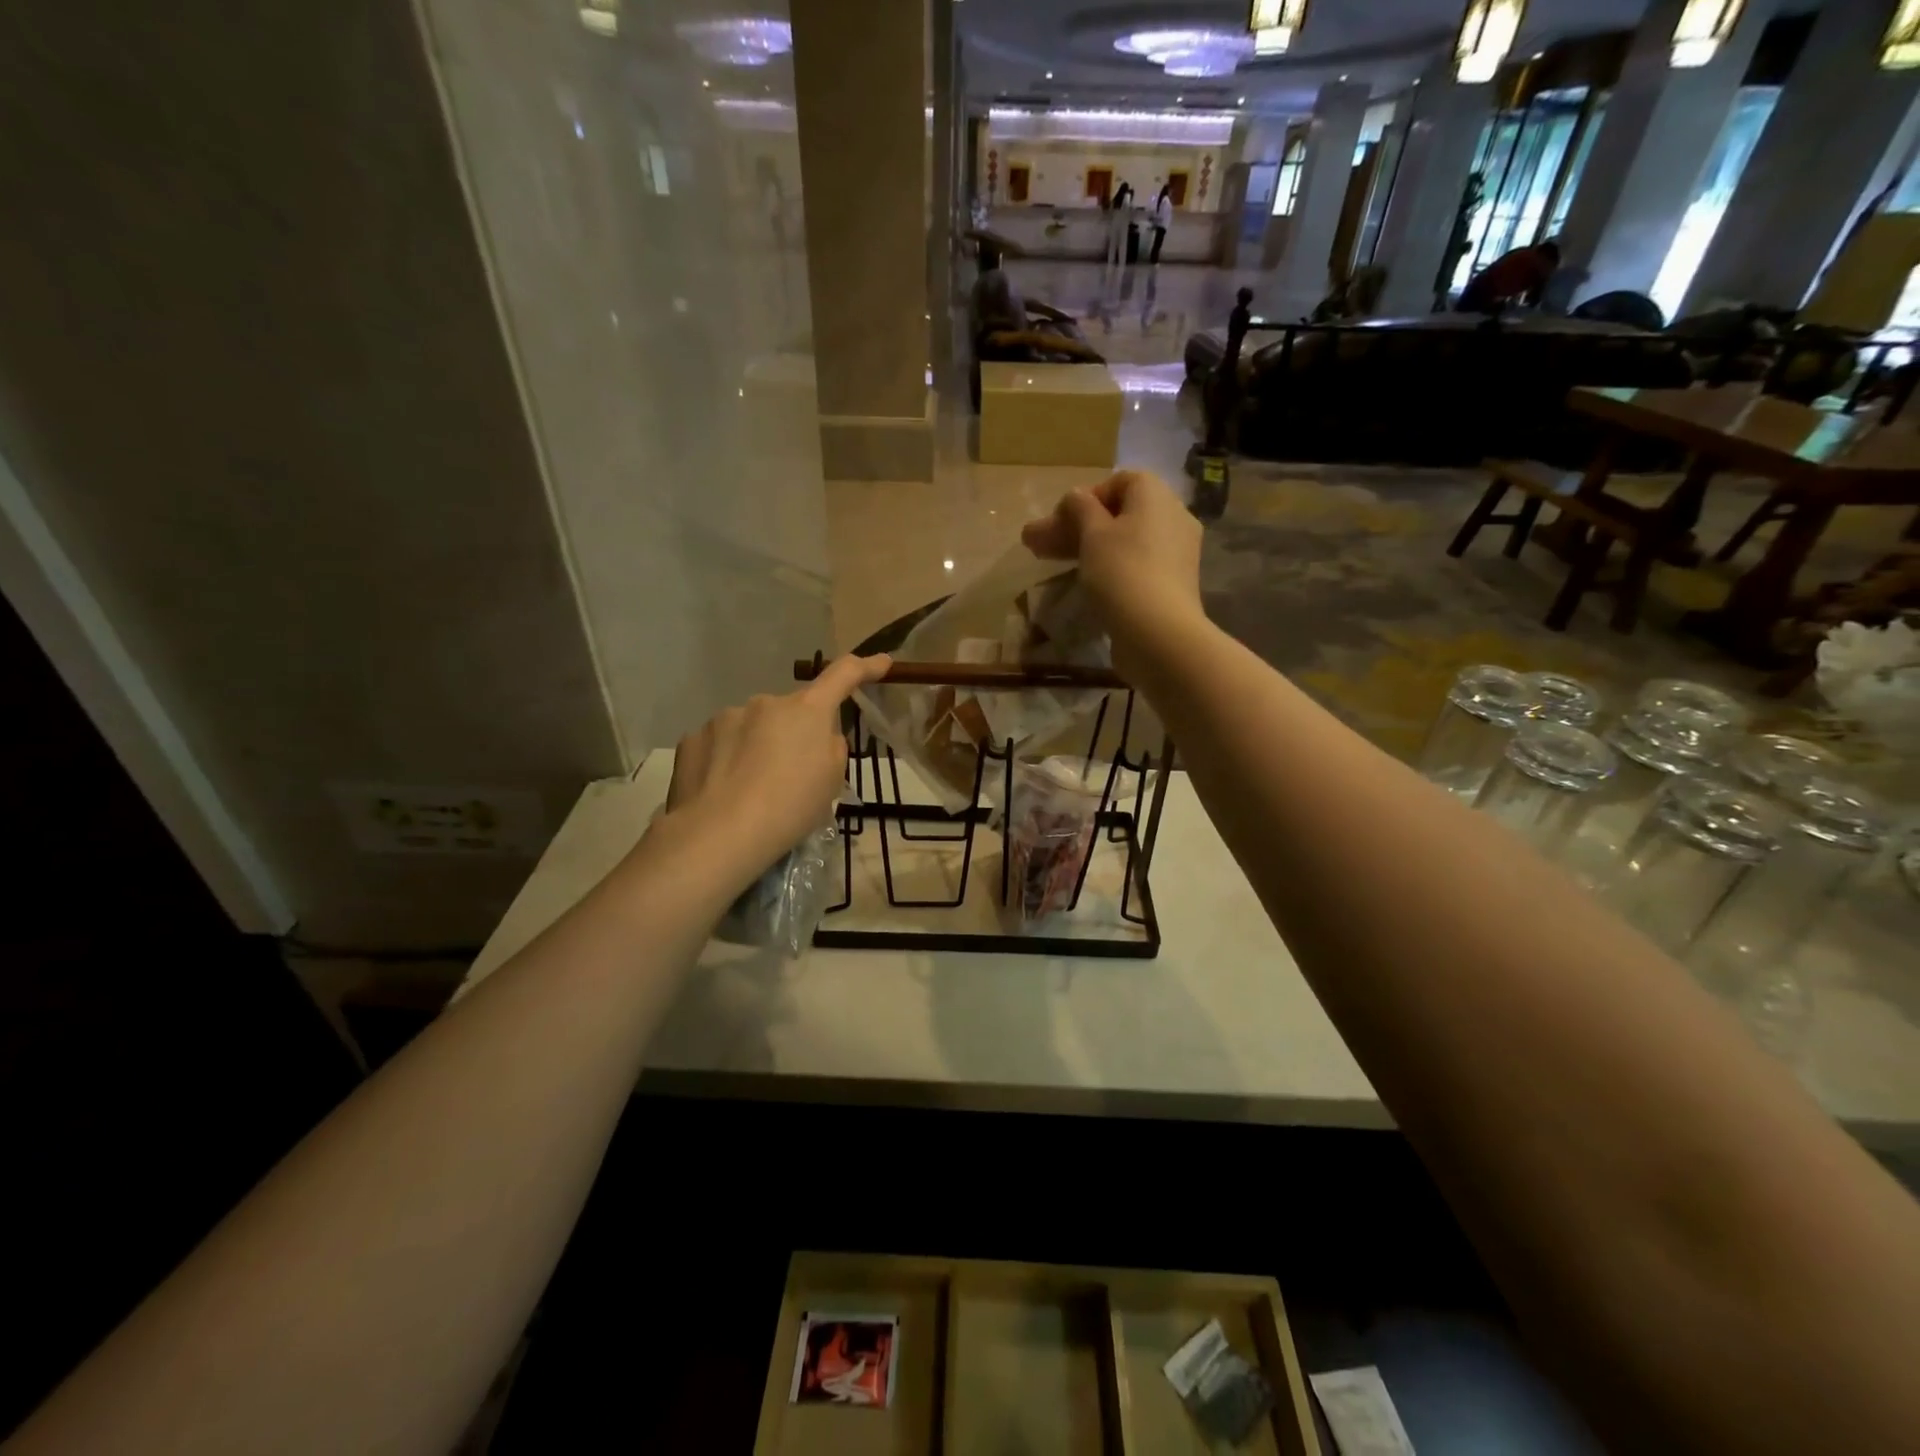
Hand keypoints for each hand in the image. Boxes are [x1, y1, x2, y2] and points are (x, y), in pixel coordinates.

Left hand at [661, 654, 890, 889]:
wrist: (720, 833)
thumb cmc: (789, 808)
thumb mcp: (831, 783)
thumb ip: (832, 749)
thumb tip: (819, 738)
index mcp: (806, 711)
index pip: (843, 676)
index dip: (865, 668)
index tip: (881, 663)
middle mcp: (765, 703)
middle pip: (788, 713)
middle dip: (792, 735)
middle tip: (789, 777)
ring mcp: (725, 717)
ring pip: (750, 729)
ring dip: (755, 749)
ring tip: (749, 792)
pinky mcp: (693, 738)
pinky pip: (719, 745)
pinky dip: (724, 762)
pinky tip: (721, 792)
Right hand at [1021, 470, 1203, 666]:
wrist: (1159, 634)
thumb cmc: (1122, 572)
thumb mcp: (1093, 534)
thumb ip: (1080, 509)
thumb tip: (1075, 496)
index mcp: (1156, 495)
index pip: (1119, 481)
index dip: (1086, 497)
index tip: (1061, 521)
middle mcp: (1172, 517)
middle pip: (1119, 513)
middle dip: (1077, 527)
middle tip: (1039, 545)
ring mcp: (1175, 553)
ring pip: (1125, 541)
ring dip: (1088, 548)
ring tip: (1053, 564)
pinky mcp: (1170, 584)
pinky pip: (1136, 565)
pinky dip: (1110, 568)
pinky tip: (1086, 583)